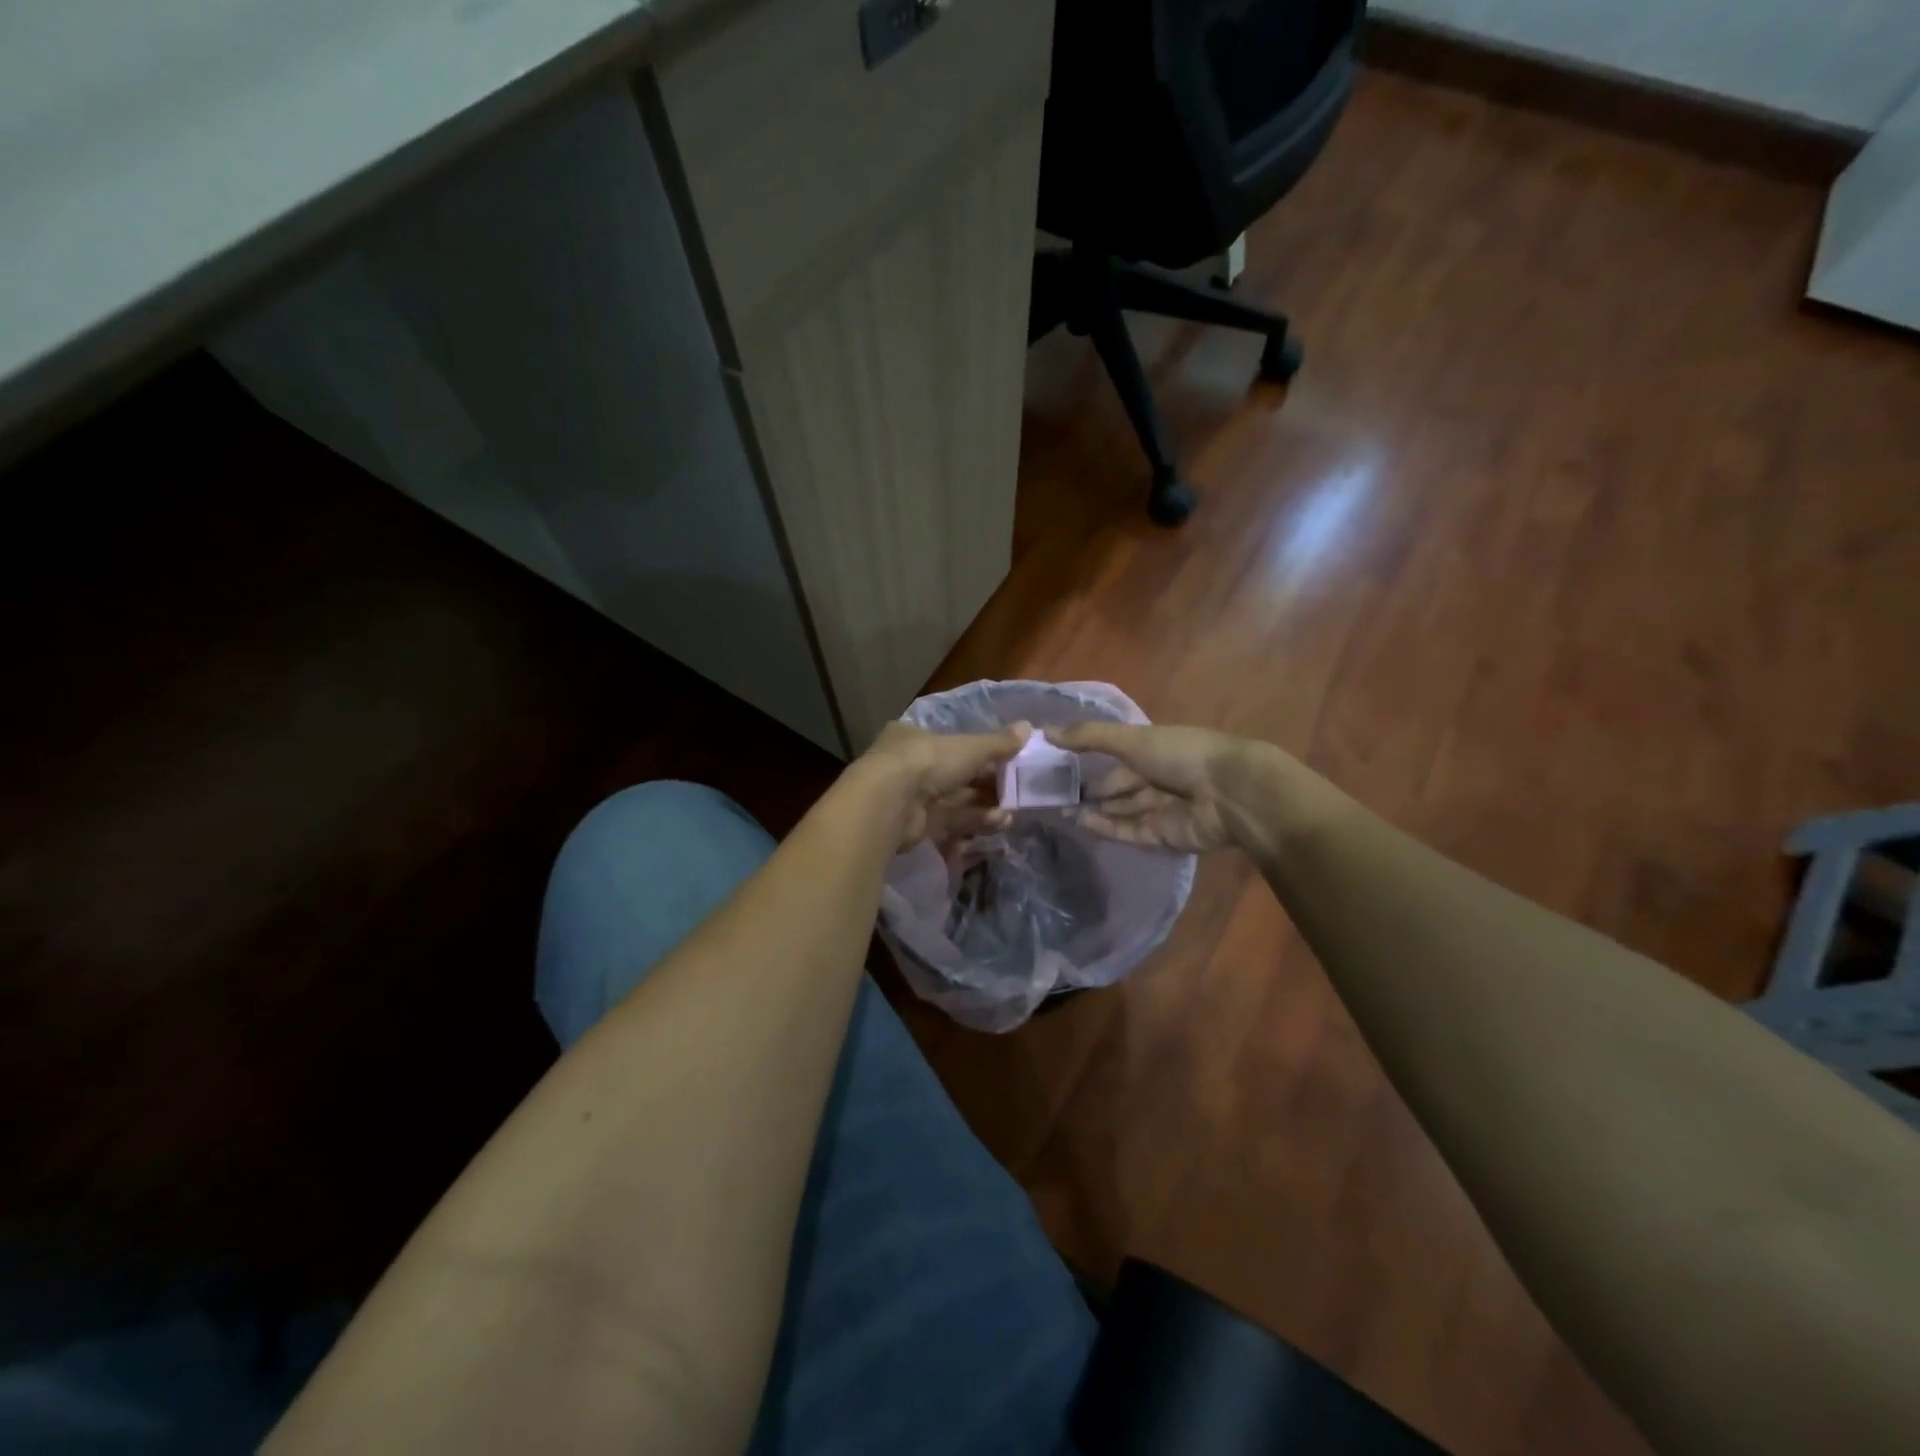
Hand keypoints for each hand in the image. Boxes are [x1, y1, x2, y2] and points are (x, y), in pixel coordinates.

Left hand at [860, 720, 1030, 850]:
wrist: (890, 803)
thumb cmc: (928, 760)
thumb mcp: (969, 747)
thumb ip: (999, 742)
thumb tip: (1029, 726)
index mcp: (915, 737)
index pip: (953, 744)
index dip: (982, 754)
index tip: (1009, 762)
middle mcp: (910, 766)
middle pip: (957, 775)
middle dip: (988, 786)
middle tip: (1017, 792)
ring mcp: (911, 797)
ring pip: (956, 800)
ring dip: (986, 806)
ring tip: (1012, 814)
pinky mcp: (916, 825)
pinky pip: (951, 821)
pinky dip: (974, 822)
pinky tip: (998, 823)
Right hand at [1046, 721, 1268, 852]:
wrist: (1228, 792)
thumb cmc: (1179, 754)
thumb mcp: (1129, 738)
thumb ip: (1088, 737)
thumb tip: (1044, 731)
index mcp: (1154, 749)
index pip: (1115, 754)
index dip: (1086, 758)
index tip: (1054, 763)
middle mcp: (1156, 778)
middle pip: (1116, 786)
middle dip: (1087, 789)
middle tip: (1050, 793)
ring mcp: (1160, 809)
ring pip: (1120, 810)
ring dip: (1093, 809)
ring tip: (1059, 808)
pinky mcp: (1162, 836)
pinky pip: (1128, 831)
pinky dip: (1106, 827)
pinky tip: (1081, 822)